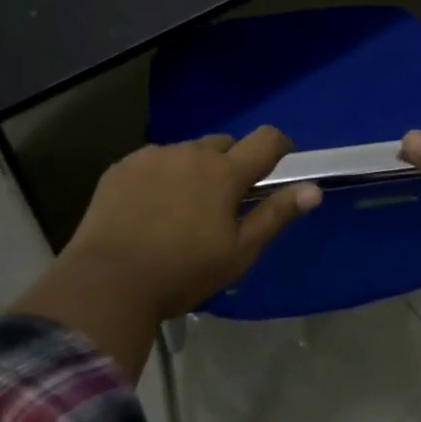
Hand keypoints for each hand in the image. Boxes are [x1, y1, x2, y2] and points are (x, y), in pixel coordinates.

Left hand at [62, 128, 321, 318]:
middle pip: (224, 144)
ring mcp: (153, 156)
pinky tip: (149, 207)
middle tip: (225, 199)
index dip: (280, 144)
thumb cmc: (182, 272)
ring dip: (194, 169)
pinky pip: (153, 161)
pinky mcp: (122, 167)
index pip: (266, 139)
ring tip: (182, 206)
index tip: (281, 160)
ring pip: (186, 152)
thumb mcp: (238, 252)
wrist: (107, 282)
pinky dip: (161, 176)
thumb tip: (313, 190)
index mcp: (225, 172)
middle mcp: (191, 153)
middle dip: (232, 163)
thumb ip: (276, 215)